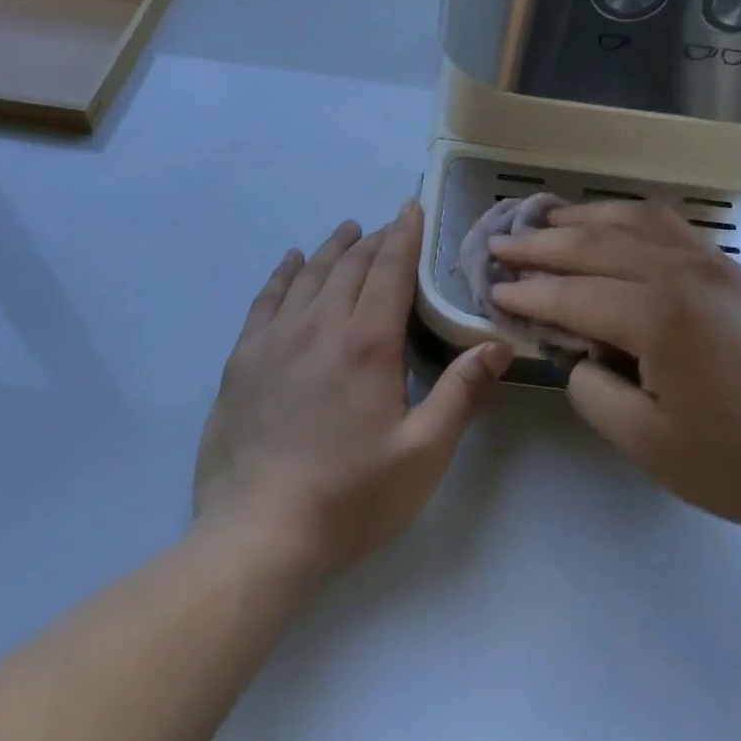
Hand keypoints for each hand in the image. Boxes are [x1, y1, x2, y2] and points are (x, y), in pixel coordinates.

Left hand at [194, 200, 511, 576]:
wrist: (258, 534)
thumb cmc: (351, 497)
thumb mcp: (423, 454)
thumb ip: (462, 393)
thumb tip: (497, 345)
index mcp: (367, 342)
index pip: (390, 269)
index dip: (404, 234)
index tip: (412, 207)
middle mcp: (319, 325)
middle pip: (350, 265)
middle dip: (374, 239)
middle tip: (390, 226)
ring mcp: (275, 339)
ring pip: (309, 275)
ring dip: (333, 248)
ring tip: (348, 231)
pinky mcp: (243, 359)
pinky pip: (266, 299)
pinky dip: (283, 273)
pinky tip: (292, 261)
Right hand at [490, 202, 740, 540]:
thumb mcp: (647, 444)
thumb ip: (592, 390)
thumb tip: (578, 352)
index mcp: (660, 316)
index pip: (573, 295)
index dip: (527, 294)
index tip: (491, 289)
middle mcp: (684, 273)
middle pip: (595, 245)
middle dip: (541, 245)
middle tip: (500, 246)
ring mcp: (716, 264)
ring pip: (633, 221)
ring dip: (584, 218)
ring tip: (547, 220)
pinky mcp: (736, 271)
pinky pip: (671, 226)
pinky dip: (629, 218)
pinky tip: (614, 224)